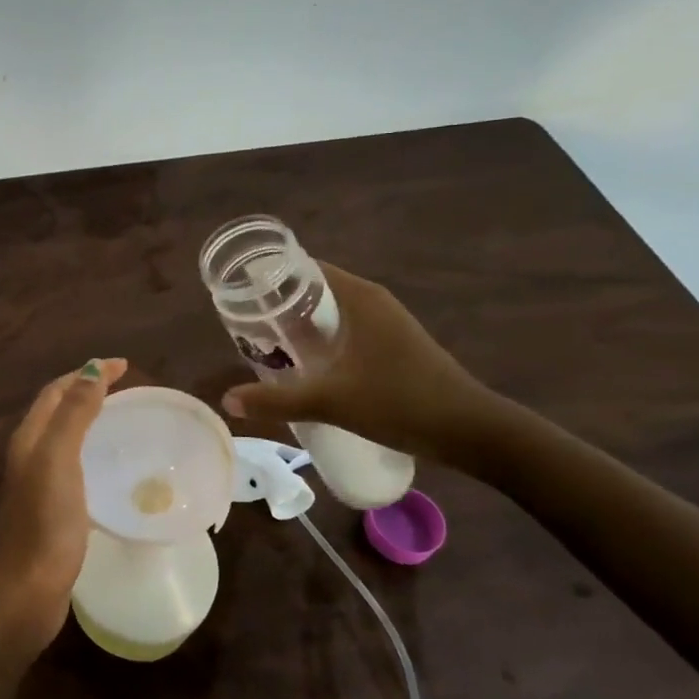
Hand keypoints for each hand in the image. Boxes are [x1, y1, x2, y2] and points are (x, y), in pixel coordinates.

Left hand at [0, 357, 127, 657]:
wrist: (30, 589)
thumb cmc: (47, 522)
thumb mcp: (60, 459)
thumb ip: (73, 414)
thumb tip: (92, 369)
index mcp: (29, 439)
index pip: (56, 392)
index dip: (86, 374)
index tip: (124, 366)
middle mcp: (28, 455)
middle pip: (57, 411)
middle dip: (87, 391)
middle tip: (125, 389)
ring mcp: (37, 483)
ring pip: (63, 437)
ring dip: (89, 420)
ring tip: (122, 419)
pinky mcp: (50, 508)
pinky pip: (72, 464)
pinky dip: (91, 450)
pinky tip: (111, 467)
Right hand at [220, 263, 501, 466]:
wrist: (470, 430)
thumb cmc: (400, 402)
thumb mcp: (331, 402)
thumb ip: (276, 400)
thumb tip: (227, 400)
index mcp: (358, 297)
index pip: (303, 267)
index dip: (269, 275)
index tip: (238, 291)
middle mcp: (371, 300)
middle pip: (313, 289)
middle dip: (277, 304)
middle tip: (243, 323)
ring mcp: (385, 322)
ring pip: (329, 312)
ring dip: (298, 324)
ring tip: (264, 343)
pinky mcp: (392, 344)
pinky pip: (344, 329)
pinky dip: (319, 338)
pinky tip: (303, 364)